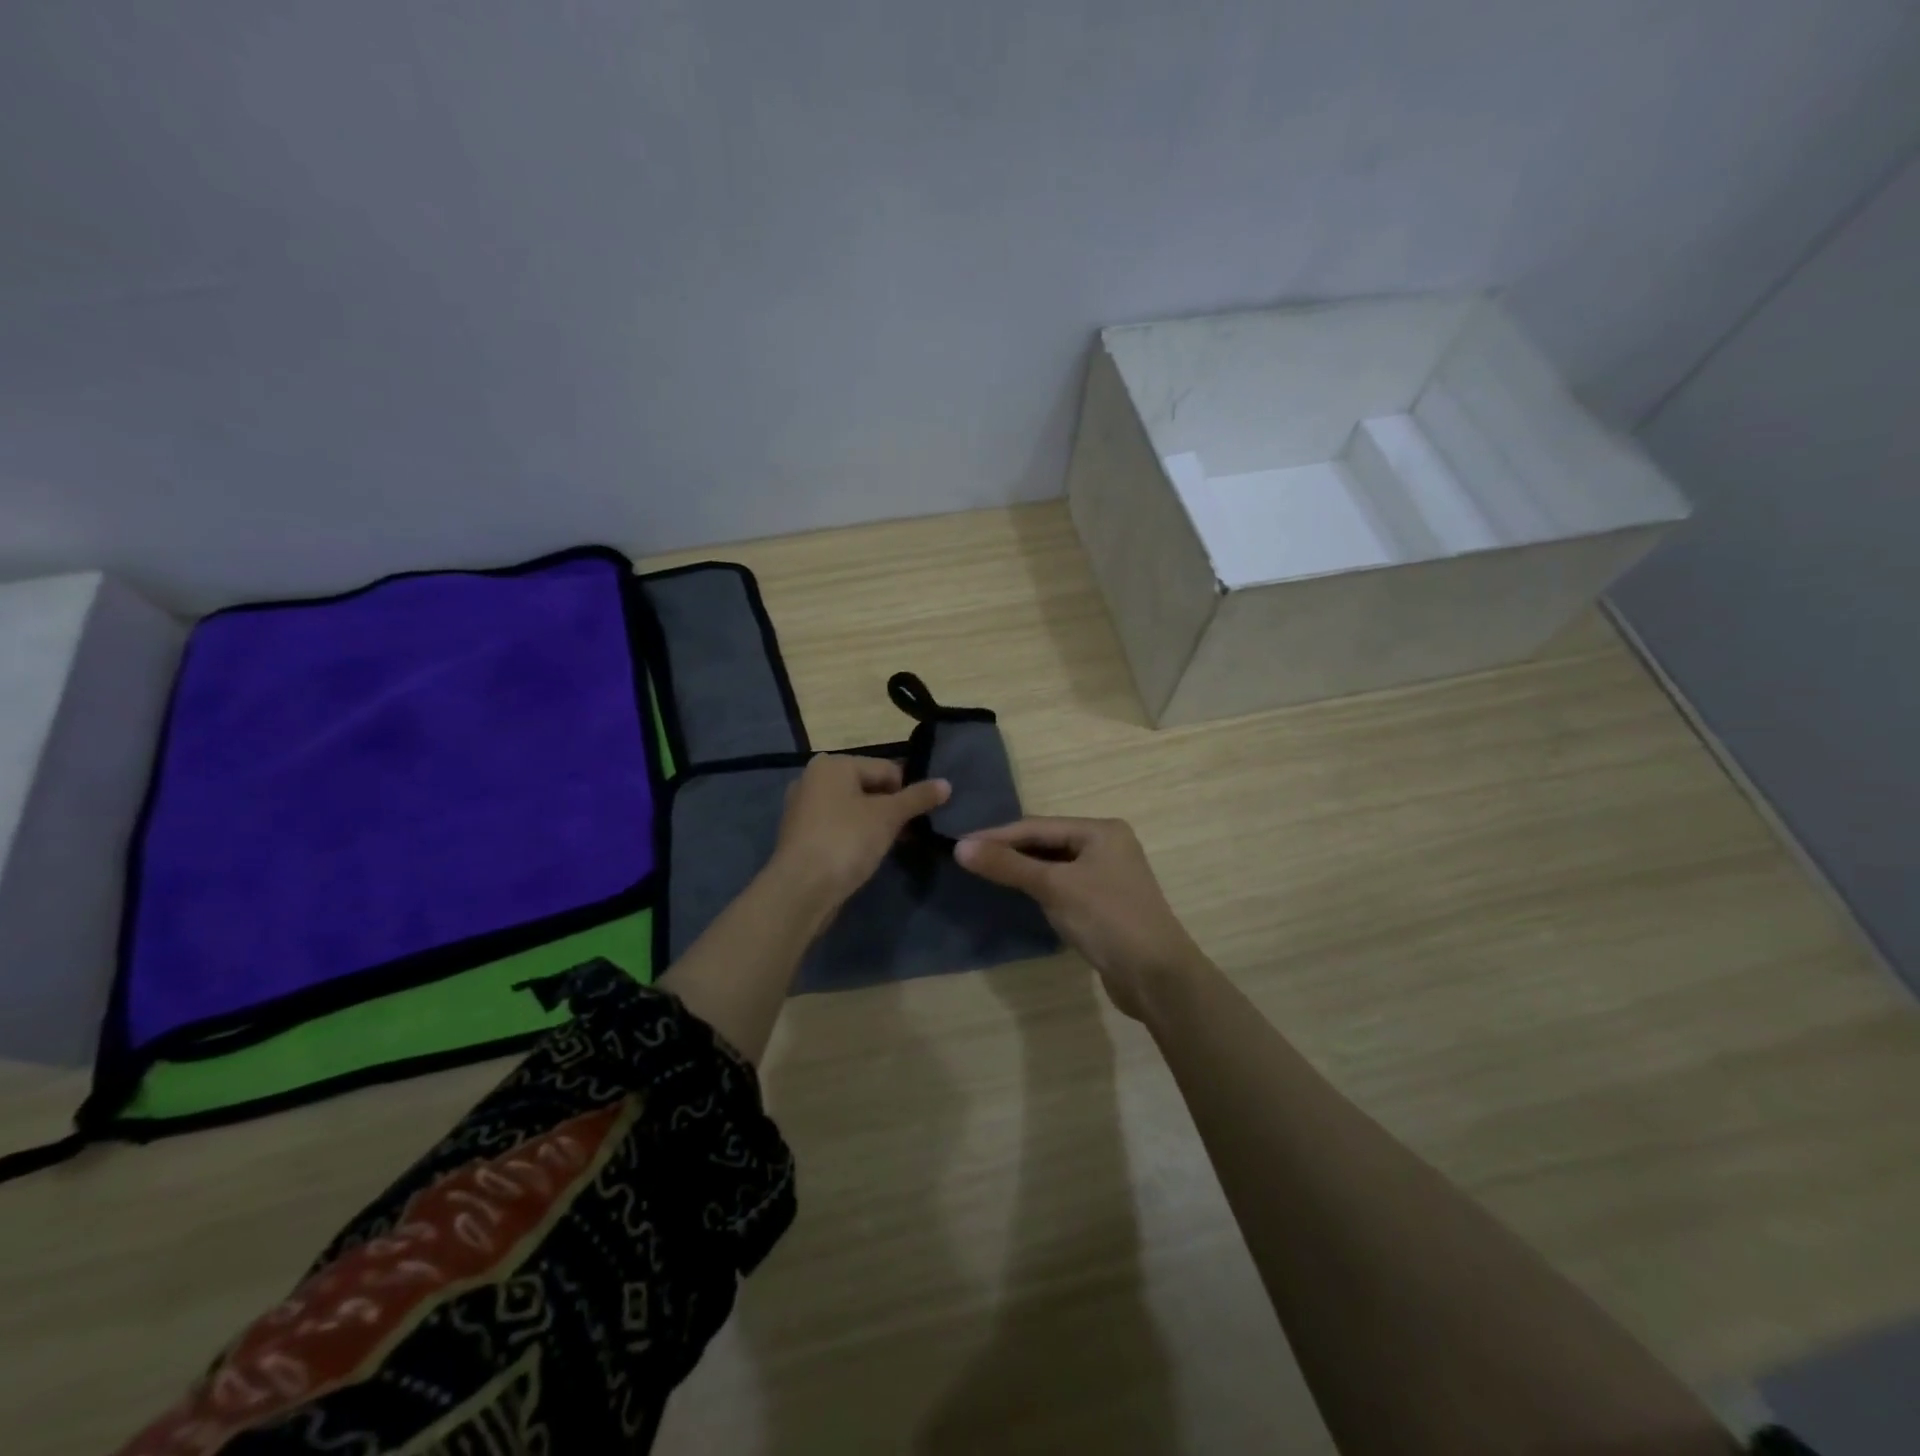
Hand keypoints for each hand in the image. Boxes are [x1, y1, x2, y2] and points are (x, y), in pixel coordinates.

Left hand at [769, 754, 949, 926]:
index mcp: (832, 764)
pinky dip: (855, 836)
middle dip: (891, 808)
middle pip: (868, 786)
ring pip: (854, 808)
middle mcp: (813, 778)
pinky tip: (865, 855)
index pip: (886, 768)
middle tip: (908, 833)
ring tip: (890, 845)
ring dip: (875, 824)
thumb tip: (946, 784)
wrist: (801, 890)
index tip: (919, 819)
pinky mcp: (801, 835)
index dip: (908, 792)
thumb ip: (918, 798)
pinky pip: (839, 827)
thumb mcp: (888, 816)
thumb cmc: (846, 841)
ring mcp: (804, 808)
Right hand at [955, 818, 1205, 1018]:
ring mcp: (1108, 876)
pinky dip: (1039, 887)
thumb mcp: (1054, 887)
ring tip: (985, 873)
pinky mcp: (1104, 904)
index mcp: (1101, 831)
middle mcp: (1107, 846)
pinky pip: (1063, 886)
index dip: (997, 835)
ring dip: (1022, 869)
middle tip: (968, 858)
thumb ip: (1008, 865)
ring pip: (1054, 865)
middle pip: (1047, 842)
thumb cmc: (1107, 919)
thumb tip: (960, 847)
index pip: (1038, 826)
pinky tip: (1018, 894)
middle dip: (1009, 850)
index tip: (959, 844)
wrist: (1156, 976)